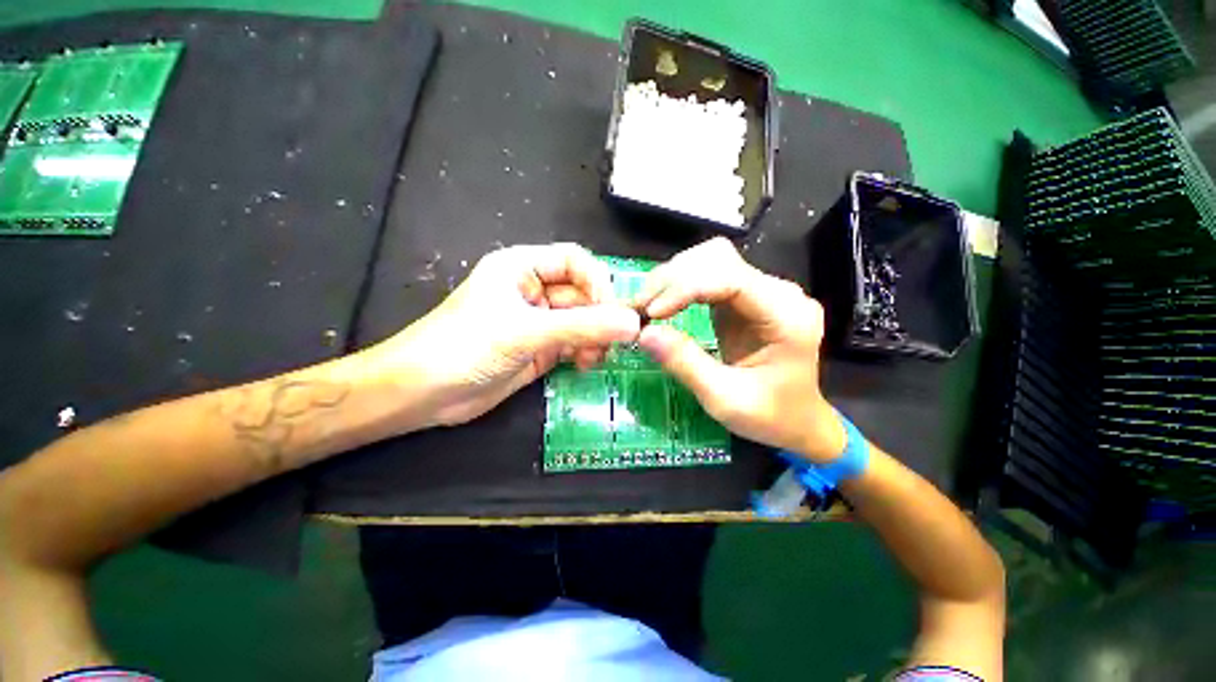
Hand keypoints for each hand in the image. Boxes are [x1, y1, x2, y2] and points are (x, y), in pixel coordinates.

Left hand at [373, 244, 640, 427]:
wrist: (424, 389)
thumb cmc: (466, 345)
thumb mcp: (525, 332)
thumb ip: (581, 327)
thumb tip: (635, 324)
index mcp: (519, 267)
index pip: (574, 261)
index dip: (598, 282)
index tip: (615, 312)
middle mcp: (528, 290)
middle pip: (580, 292)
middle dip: (599, 315)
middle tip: (616, 342)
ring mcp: (531, 323)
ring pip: (577, 321)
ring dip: (592, 337)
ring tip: (595, 358)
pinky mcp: (532, 352)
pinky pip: (568, 345)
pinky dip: (581, 353)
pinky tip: (585, 365)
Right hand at [633, 238, 845, 462]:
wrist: (801, 424)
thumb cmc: (771, 418)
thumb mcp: (726, 400)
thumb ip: (687, 364)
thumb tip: (642, 333)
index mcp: (787, 316)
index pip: (732, 278)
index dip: (687, 287)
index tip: (651, 313)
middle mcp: (782, 293)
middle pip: (721, 259)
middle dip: (675, 278)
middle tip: (639, 309)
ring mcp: (768, 291)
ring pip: (714, 260)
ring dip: (676, 278)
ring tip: (646, 306)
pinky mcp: (753, 296)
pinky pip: (714, 276)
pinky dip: (684, 287)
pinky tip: (663, 305)